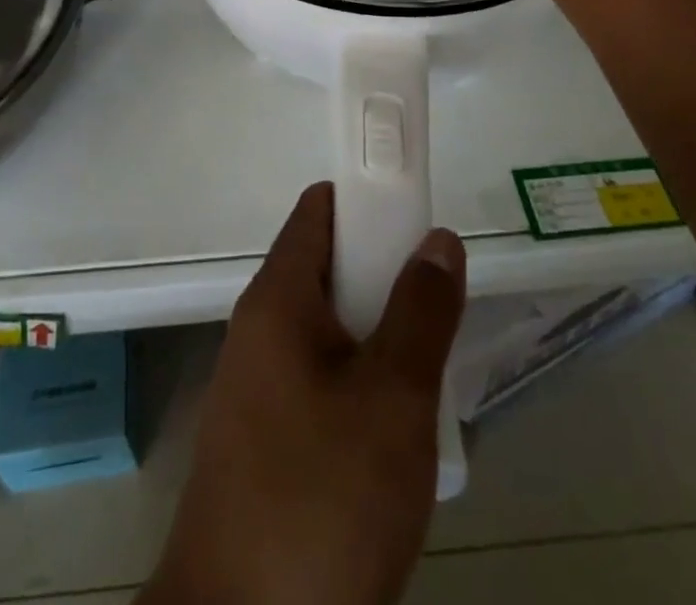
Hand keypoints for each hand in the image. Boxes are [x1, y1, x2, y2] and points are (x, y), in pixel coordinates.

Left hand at [141, 183, 465, 604]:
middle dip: (385, 276)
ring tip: (426, 372)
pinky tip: (393, 431)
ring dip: (378, 337)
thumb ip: (422, 312)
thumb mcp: (392, 400)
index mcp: (279, 299)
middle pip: (328, 268)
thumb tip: (438, 239)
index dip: (370, 197)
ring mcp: (257, 387)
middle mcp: (259, 329)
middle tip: (438, 307)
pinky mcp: (264, 440)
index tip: (419, 212)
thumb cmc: (320, 498)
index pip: (321, 209)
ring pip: (329, 330)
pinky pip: (320, 380)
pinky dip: (359, 382)